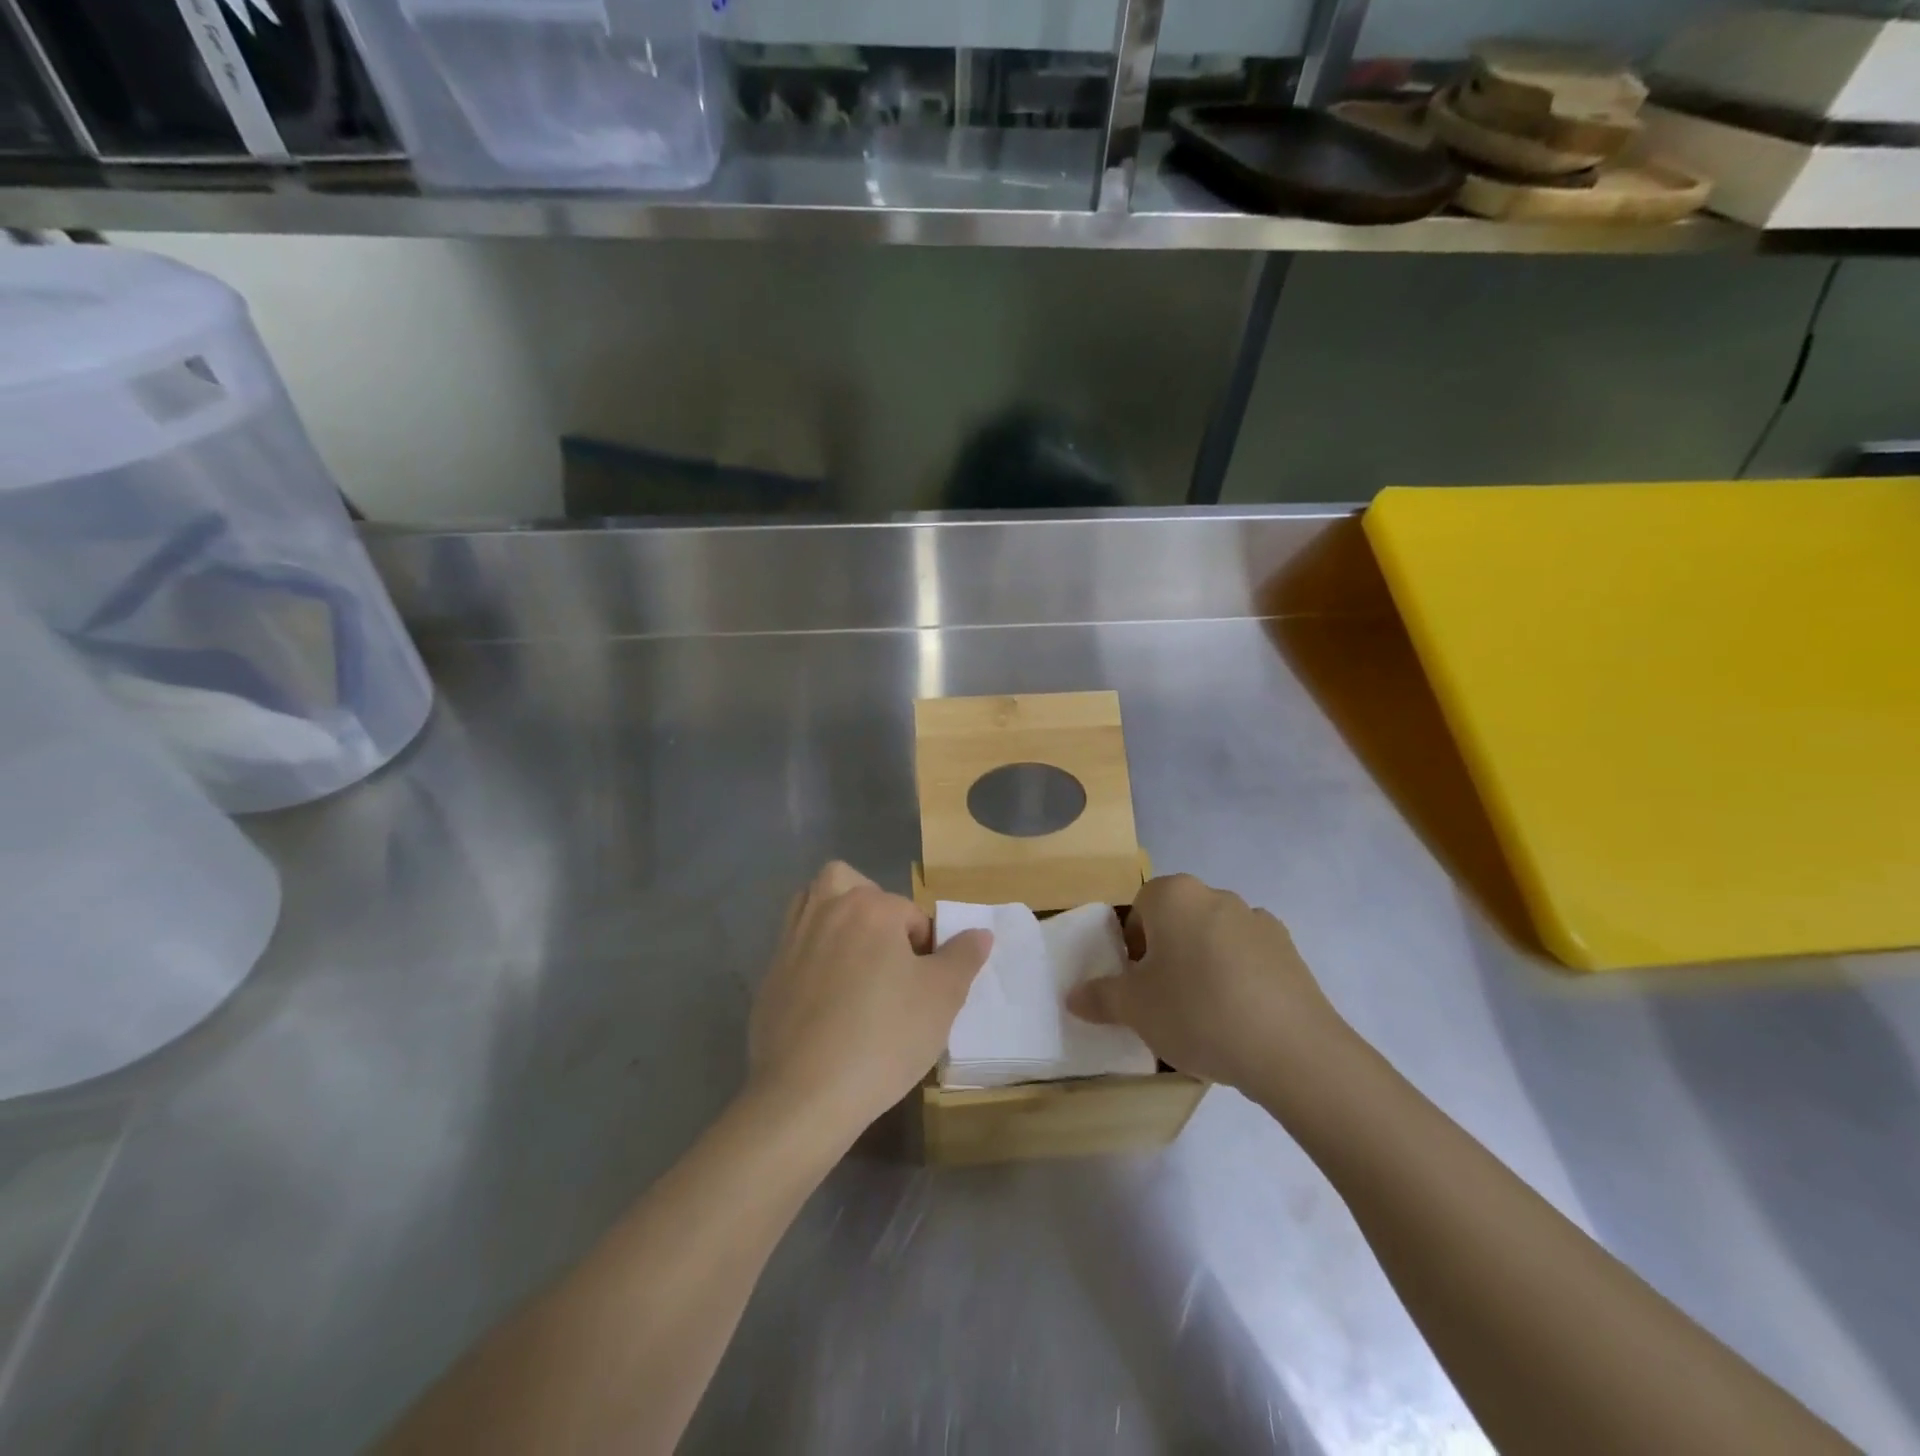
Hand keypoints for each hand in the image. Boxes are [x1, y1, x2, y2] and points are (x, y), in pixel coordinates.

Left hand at [748, 862, 992, 1135]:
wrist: (805, 1095)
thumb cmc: (884, 1037)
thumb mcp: (942, 998)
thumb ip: (963, 957)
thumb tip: (979, 932)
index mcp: (870, 907)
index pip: (911, 914)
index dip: (926, 947)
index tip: (925, 985)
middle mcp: (826, 910)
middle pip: (850, 884)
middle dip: (873, 908)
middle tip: (888, 955)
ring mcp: (791, 941)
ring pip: (814, 905)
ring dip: (836, 920)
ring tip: (857, 964)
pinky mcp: (770, 976)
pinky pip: (795, 947)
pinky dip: (811, 957)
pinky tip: (827, 1001)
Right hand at [1066, 874, 1350, 1098]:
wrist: (1291, 1048)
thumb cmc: (1197, 1012)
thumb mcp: (1135, 1009)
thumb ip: (1100, 997)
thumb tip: (1073, 996)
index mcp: (1174, 896)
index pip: (1140, 907)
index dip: (1132, 945)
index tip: (1137, 982)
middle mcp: (1215, 895)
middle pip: (1178, 919)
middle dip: (1167, 953)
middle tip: (1164, 999)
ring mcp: (1257, 920)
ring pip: (1214, 937)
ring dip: (1203, 964)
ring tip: (1205, 1014)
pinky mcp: (1290, 950)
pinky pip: (1249, 957)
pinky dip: (1239, 977)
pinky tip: (1240, 1018)